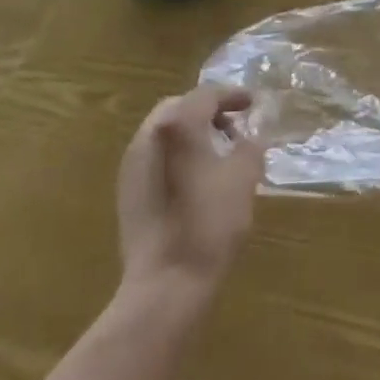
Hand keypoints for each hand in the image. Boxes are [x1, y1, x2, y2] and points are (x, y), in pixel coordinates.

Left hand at [117, 85, 264, 294]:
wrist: (165, 285)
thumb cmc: (210, 223)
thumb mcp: (245, 176)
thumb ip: (250, 145)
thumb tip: (249, 136)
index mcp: (178, 125)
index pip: (207, 95)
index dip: (232, 95)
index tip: (252, 103)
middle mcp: (150, 135)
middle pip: (180, 106)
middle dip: (208, 110)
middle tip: (233, 124)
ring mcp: (133, 164)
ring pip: (164, 130)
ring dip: (191, 131)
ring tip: (217, 151)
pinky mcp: (127, 191)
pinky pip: (155, 154)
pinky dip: (176, 152)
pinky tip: (195, 176)